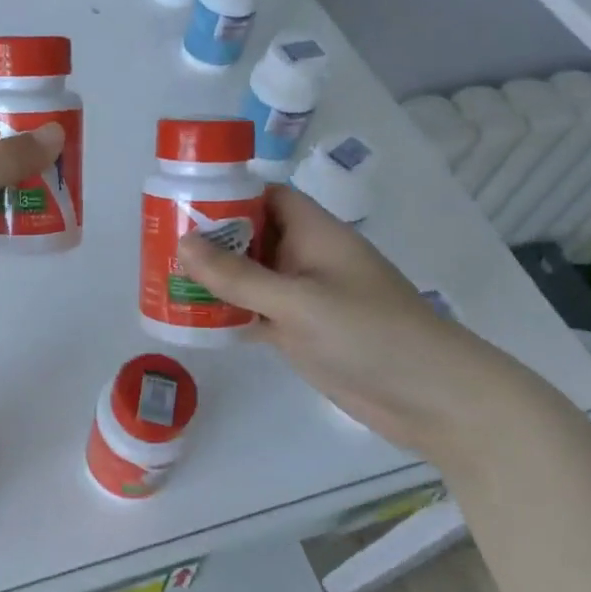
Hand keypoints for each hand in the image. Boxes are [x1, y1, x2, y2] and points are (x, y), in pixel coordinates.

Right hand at [176, 185, 562, 459]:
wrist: (431, 399)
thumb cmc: (370, 333)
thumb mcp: (299, 301)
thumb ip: (239, 276)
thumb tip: (182, 243)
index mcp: (315, 233)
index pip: (267, 196)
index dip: (228, 192)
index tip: (182, 198)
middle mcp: (306, 258)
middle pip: (251, 235)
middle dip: (210, 237)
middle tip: (158, 240)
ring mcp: (302, 297)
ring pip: (248, 277)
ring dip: (213, 277)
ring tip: (163, 276)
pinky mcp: (299, 332)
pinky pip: (253, 312)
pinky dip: (226, 313)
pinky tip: (189, 317)